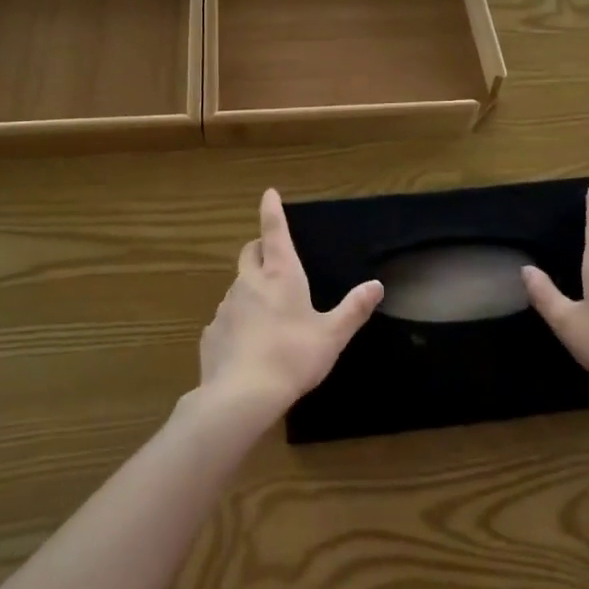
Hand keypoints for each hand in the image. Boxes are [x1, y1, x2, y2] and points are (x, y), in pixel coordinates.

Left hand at [197, 189, 382, 420]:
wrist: (241, 395)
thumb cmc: (293, 357)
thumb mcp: (332, 336)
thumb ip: (354, 309)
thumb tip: (376, 285)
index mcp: (281, 275)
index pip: (273, 231)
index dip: (272, 209)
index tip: (269, 193)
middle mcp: (250, 282)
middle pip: (250, 252)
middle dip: (260, 248)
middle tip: (272, 257)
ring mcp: (226, 305)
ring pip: (238, 285)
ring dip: (251, 288)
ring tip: (267, 313)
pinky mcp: (212, 331)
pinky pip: (227, 317)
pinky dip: (238, 321)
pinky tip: (248, 345)